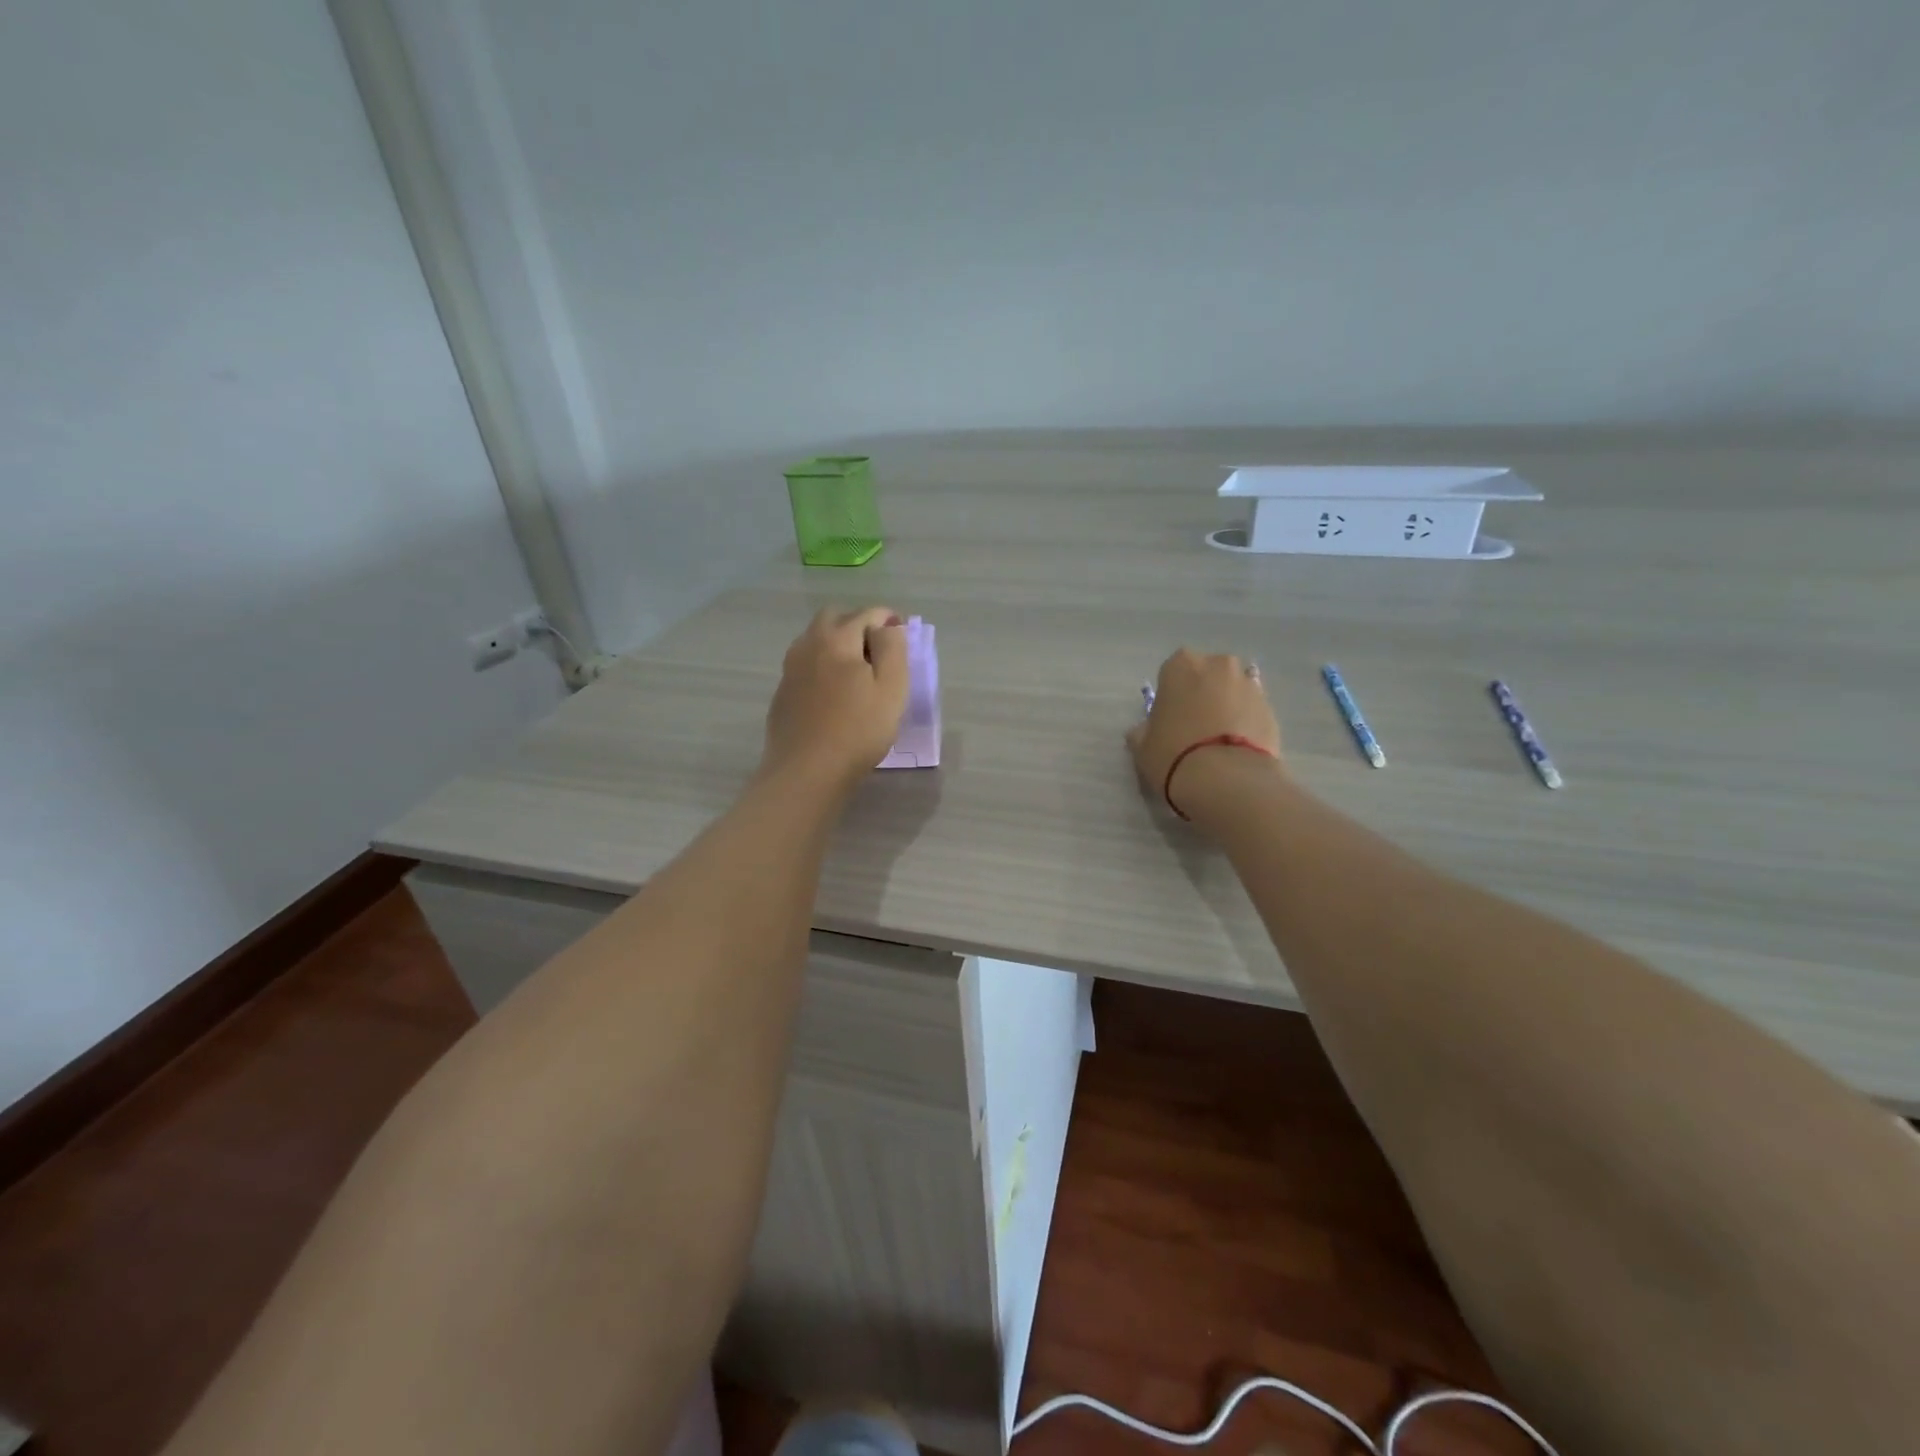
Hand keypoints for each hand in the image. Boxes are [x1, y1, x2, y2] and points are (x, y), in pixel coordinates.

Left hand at [763, 607, 908, 791]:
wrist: (806, 772)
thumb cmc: (858, 731)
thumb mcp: (891, 689)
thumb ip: (892, 649)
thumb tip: (887, 626)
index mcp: (837, 639)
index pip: (867, 614)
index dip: (889, 621)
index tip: (902, 637)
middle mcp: (809, 645)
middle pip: (834, 618)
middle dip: (858, 625)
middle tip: (879, 651)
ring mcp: (791, 668)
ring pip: (815, 639)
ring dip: (838, 644)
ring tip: (858, 672)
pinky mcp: (783, 691)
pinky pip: (806, 664)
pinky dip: (823, 665)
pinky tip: (834, 693)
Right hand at [1126, 648, 1284, 820]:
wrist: (1228, 780)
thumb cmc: (1174, 755)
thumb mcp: (1142, 747)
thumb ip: (1142, 731)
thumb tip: (1144, 730)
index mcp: (1181, 665)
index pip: (1172, 672)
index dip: (1171, 695)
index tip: (1169, 718)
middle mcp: (1218, 665)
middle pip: (1208, 675)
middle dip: (1203, 694)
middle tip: (1195, 726)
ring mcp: (1250, 685)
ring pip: (1233, 691)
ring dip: (1227, 707)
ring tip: (1219, 741)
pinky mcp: (1272, 710)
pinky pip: (1252, 712)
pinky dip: (1246, 724)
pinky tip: (1237, 750)